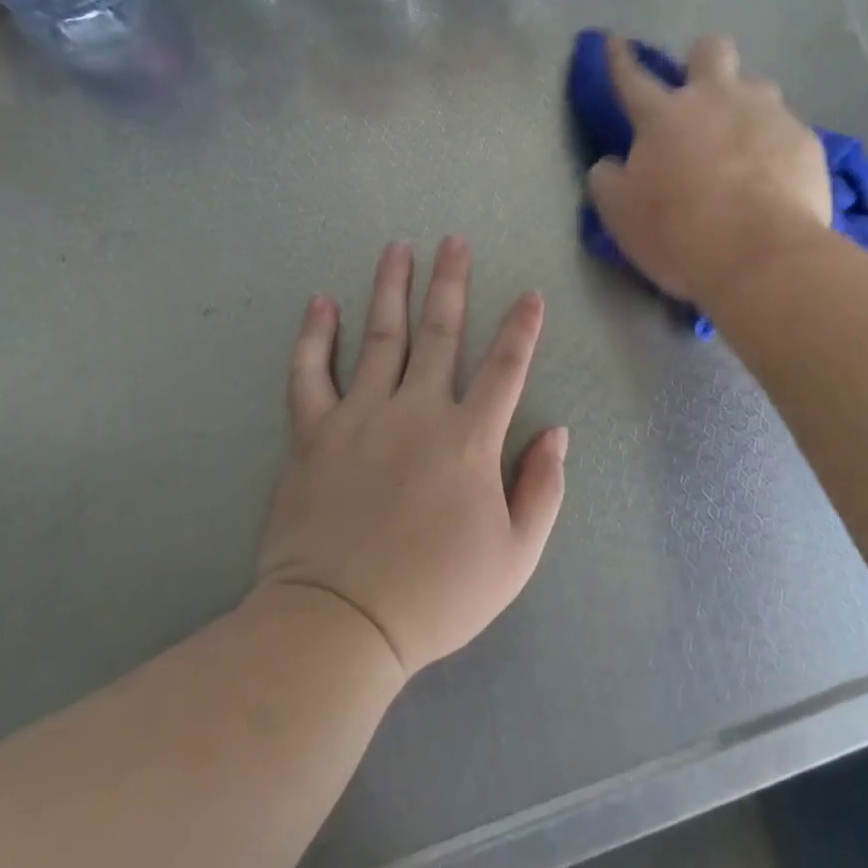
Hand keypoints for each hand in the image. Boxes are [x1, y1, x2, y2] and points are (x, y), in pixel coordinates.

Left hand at [255, 238, 568, 677]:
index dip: (522, 328)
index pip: (505, 368)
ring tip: (398, 248)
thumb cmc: (436, 595)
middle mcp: (417, 412)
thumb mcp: (515, 556)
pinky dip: (314, 336)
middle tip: (454, 241)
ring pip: (380, 337)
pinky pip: (310, 374)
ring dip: (391, 288)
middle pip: (440, 333)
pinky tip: (321, 302)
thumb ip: (542, 489)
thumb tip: (557, 432)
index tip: (530, 295)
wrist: (339, 627)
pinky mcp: (313, 434)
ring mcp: (360, 417)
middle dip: (451, 283)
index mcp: (469, 439)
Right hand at [587, 34, 831, 306]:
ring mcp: (767, 115)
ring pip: (758, 86)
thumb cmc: (680, 234)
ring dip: (746, 106)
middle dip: (702, 60)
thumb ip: (608, 180)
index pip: (631, 76)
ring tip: (745, 144)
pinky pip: (788, 131)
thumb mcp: (621, 214)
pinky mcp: (805, 140)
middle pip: (711, 50)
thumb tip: (611, 164)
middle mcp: (717, 99)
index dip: (619, 58)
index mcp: (664, 115)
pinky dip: (777, 147)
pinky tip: (776, 178)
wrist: (763, 257)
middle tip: (700, 94)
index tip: (615, 42)